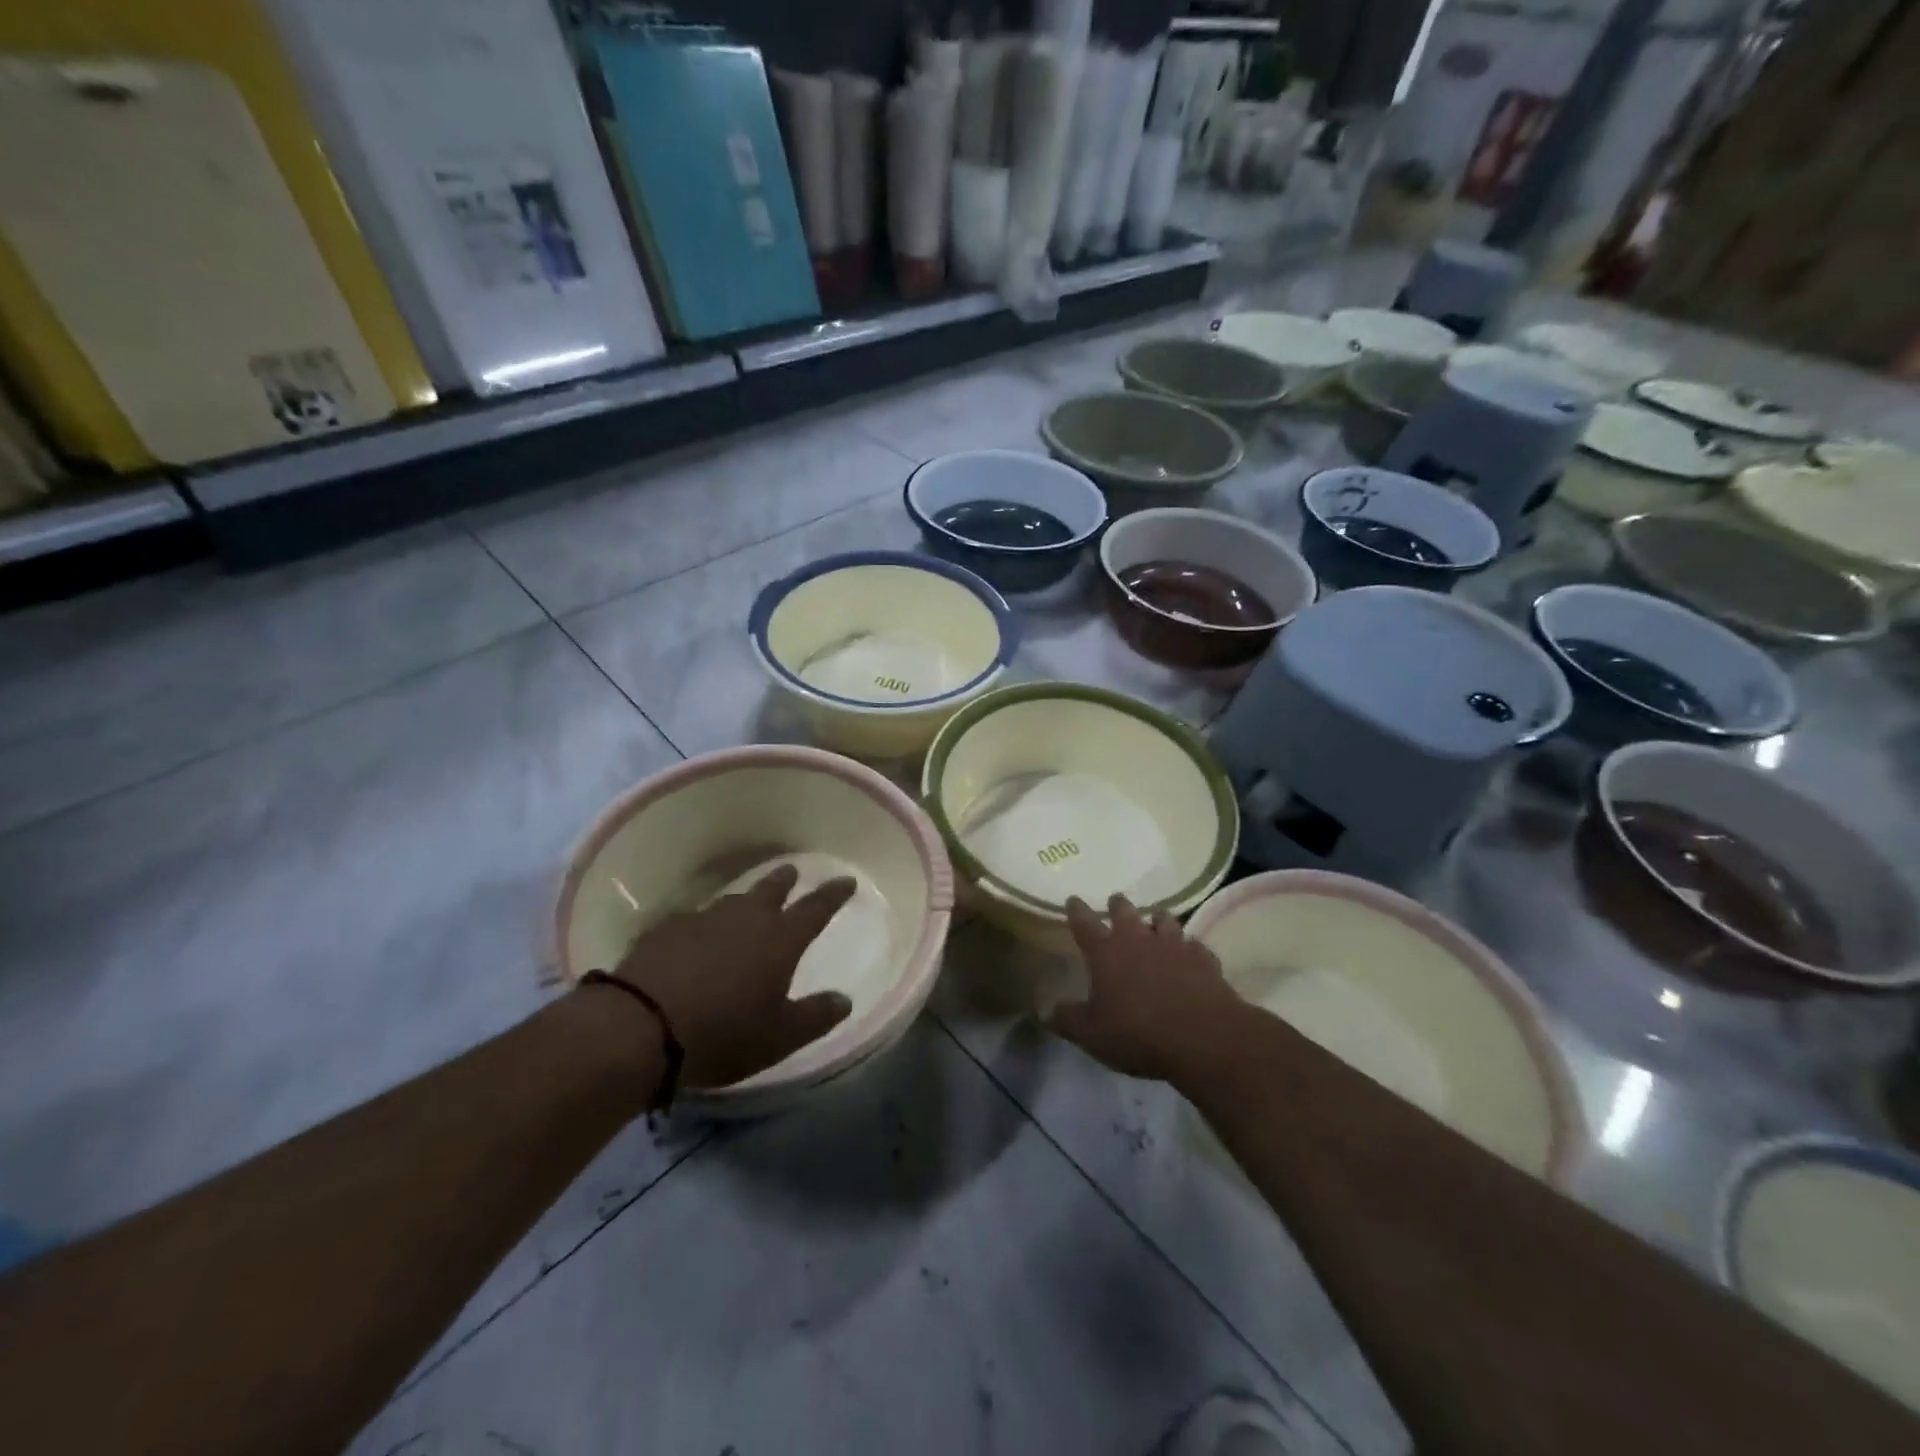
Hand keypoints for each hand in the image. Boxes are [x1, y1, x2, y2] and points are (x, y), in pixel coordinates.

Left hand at [615, 864, 856, 1088]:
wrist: (639, 1026)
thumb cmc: (722, 1033)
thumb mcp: (779, 1038)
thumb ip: (815, 1017)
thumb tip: (845, 1000)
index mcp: (780, 939)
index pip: (816, 908)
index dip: (834, 894)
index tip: (847, 880)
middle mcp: (746, 918)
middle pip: (772, 890)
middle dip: (787, 880)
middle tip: (794, 871)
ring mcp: (703, 919)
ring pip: (733, 899)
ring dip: (747, 897)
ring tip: (749, 900)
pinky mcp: (667, 928)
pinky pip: (695, 917)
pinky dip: (705, 922)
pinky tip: (698, 932)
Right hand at [1048, 894, 1243, 1083]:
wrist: (1202, 1039)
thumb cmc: (1137, 1033)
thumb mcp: (1091, 1034)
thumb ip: (1066, 1019)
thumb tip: (1044, 1010)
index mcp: (1106, 951)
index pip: (1084, 922)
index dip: (1077, 910)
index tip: (1073, 899)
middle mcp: (1138, 939)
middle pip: (1125, 911)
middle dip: (1118, 905)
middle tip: (1115, 901)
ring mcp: (1174, 946)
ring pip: (1164, 920)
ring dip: (1157, 919)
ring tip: (1155, 919)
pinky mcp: (1203, 960)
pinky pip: (1194, 946)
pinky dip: (1189, 947)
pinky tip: (1190, 954)